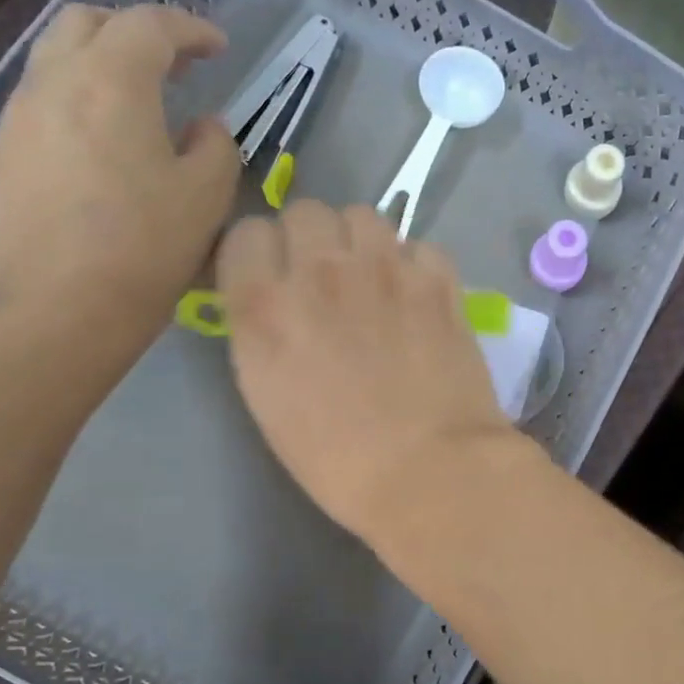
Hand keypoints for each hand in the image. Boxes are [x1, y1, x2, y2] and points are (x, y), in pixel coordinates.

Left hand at [0, 3, 238, 348]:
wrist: (64, 308)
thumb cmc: (148, 246)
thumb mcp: (208, 195)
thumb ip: (216, 147)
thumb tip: (203, 127)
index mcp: (111, 83)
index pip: (149, 25)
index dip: (190, 28)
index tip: (217, 48)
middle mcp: (53, 84)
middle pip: (86, 23)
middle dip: (134, 31)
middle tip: (174, 65)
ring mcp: (17, 120)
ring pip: (55, 62)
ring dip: (100, 66)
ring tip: (138, 107)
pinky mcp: (1, 158)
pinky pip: (41, 108)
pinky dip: (77, 106)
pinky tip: (101, 151)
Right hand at [217, 200, 517, 539]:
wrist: (430, 471)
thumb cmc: (340, 460)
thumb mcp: (270, 400)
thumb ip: (263, 334)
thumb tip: (276, 301)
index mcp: (264, 307)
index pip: (246, 234)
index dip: (260, 256)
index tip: (274, 279)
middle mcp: (320, 272)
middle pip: (306, 212)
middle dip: (311, 240)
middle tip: (328, 280)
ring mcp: (385, 270)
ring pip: (364, 215)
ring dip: (363, 242)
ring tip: (376, 281)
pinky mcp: (438, 281)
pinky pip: (420, 245)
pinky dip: (416, 265)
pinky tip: (420, 298)